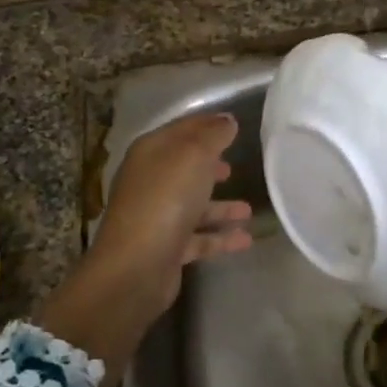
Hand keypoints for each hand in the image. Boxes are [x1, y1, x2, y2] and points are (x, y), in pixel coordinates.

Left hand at [38, 113, 252, 386]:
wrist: (137, 266)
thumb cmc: (165, 200)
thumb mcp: (193, 156)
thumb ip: (212, 136)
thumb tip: (226, 121)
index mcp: (151, 153)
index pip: (181, 130)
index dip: (206, 125)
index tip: (233, 124)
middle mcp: (150, 182)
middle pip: (184, 169)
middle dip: (210, 166)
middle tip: (235, 166)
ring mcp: (157, 217)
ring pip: (193, 206)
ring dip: (220, 206)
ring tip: (248, 210)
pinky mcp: (167, 248)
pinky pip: (199, 238)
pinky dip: (220, 237)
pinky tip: (245, 240)